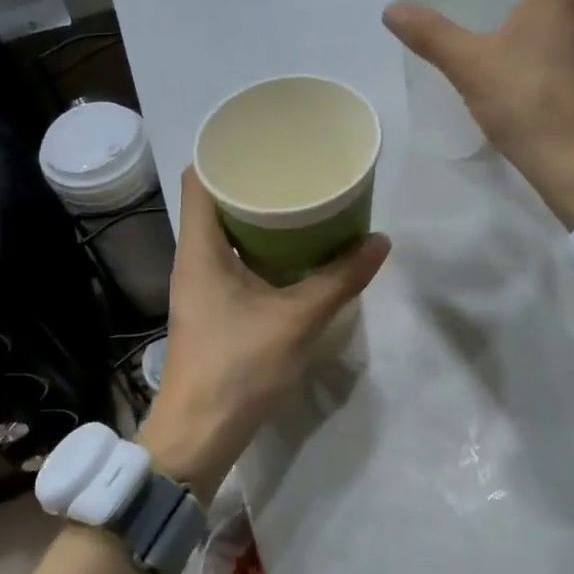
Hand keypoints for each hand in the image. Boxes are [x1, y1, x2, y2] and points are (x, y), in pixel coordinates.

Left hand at [140, 169, 389, 500]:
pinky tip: (292, 251)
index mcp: (200, 248)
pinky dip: (259, 247)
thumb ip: (339, 280)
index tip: (264, 140)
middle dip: (253, 182)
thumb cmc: (239, 367)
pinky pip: (233, 259)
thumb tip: (380, 242)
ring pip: (226, 233)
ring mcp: (200, 285)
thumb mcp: (297, 319)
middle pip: (215, 201)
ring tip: (300, 202)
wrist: (199, 433)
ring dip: (258, 217)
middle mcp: (193, 258)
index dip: (224, 152)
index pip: (198, 178)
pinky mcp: (212, 308)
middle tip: (296, 168)